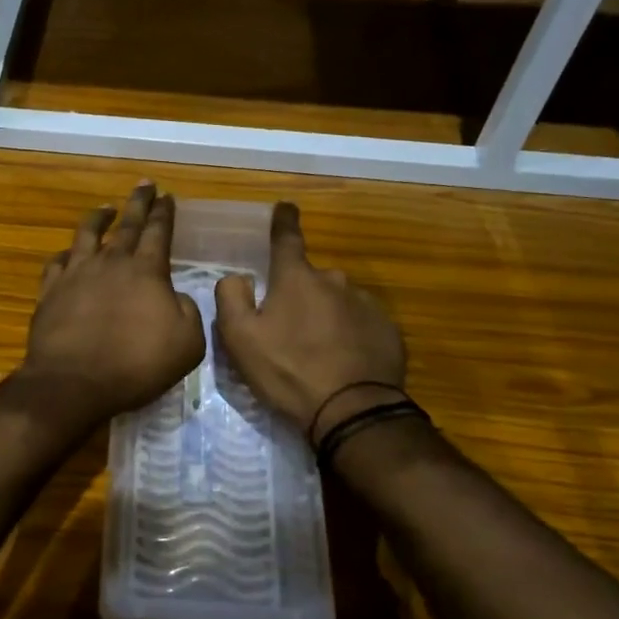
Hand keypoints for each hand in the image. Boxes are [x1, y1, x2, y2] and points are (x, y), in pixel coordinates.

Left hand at [22, 183, 206, 423]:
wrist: (75, 382)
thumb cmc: (137, 364)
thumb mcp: (187, 344)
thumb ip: (188, 312)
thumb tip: (176, 297)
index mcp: (147, 271)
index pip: (158, 231)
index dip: (164, 212)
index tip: (167, 195)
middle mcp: (111, 262)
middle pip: (127, 224)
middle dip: (138, 202)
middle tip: (144, 185)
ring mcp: (76, 274)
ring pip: (87, 234)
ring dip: (99, 217)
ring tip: (106, 208)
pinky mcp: (50, 291)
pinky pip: (57, 262)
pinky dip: (65, 253)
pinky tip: (68, 253)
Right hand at [214, 202, 406, 438]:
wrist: (352, 411)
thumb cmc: (288, 371)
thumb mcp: (240, 338)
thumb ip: (231, 298)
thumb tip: (238, 277)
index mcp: (296, 279)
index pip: (287, 238)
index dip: (283, 221)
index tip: (285, 207)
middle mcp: (334, 281)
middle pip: (311, 279)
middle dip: (299, 294)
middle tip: (288, 329)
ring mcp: (365, 304)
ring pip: (337, 301)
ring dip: (325, 316)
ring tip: (317, 352)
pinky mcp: (387, 330)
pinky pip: (360, 324)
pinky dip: (350, 335)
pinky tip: (343, 362)